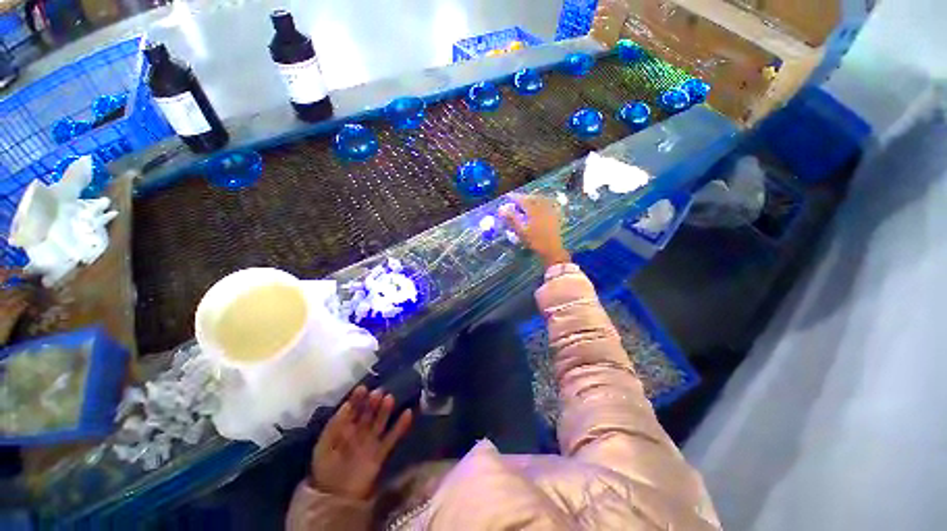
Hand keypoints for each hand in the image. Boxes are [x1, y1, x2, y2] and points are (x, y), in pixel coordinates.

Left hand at [310, 386, 412, 499]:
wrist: (334, 497)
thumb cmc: (325, 468)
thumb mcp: (323, 446)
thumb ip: (334, 425)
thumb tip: (346, 404)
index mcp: (344, 428)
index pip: (352, 409)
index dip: (357, 399)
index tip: (363, 388)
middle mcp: (360, 431)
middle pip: (368, 413)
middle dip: (372, 402)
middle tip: (378, 392)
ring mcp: (372, 441)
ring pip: (380, 421)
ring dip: (385, 410)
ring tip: (389, 398)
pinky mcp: (381, 452)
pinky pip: (393, 437)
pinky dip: (401, 426)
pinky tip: (408, 413)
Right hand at [501, 194, 570, 267]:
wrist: (552, 250)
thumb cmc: (535, 241)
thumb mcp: (521, 231)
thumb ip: (511, 219)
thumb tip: (501, 209)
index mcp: (534, 210)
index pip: (523, 200)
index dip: (515, 197)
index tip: (508, 196)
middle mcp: (543, 208)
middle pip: (533, 198)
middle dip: (524, 197)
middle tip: (517, 199)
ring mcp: (551, 211)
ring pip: (542, 200)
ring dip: (533, 198)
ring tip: (527, 201)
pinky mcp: (556, 216)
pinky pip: (550, 204)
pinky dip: (543, 202)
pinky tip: (541, 206)